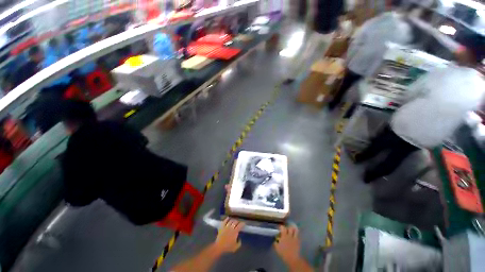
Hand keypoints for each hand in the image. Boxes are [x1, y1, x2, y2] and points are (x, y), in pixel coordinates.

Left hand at [213, 218, 244, 253]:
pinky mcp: (222, 227)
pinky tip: (228, 218)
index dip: (242, 224)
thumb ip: (239, 243)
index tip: (244, 223)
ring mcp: (226, 227)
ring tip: (234, 220)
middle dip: (238, 221)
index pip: (240, 225)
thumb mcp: (235, 247)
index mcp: (235, 232)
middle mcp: (231, 228)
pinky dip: (227, 219)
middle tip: (239, 222)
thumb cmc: (228, 247)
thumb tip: (240, 239)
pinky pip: (224, 221)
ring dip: (233, 220)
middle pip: (235, 222)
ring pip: (230, 221)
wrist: (219, 246)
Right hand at [274, 226, 300, 263]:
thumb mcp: (277, 248)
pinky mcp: (298, 241)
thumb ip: (275, 243)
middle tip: (287, 230)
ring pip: (295, 230)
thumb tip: (275, 240)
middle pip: (289, 228)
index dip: (281, 227)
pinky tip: (295, 236)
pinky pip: (298, 235)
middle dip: (288, 228)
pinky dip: (296, 234)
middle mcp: (289, 235)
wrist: (292, 258)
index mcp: (284, 236)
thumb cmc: (283, 253)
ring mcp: (294, 238)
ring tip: (292, 231)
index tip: (280, 229)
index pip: (283, 227)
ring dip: (293, 230)